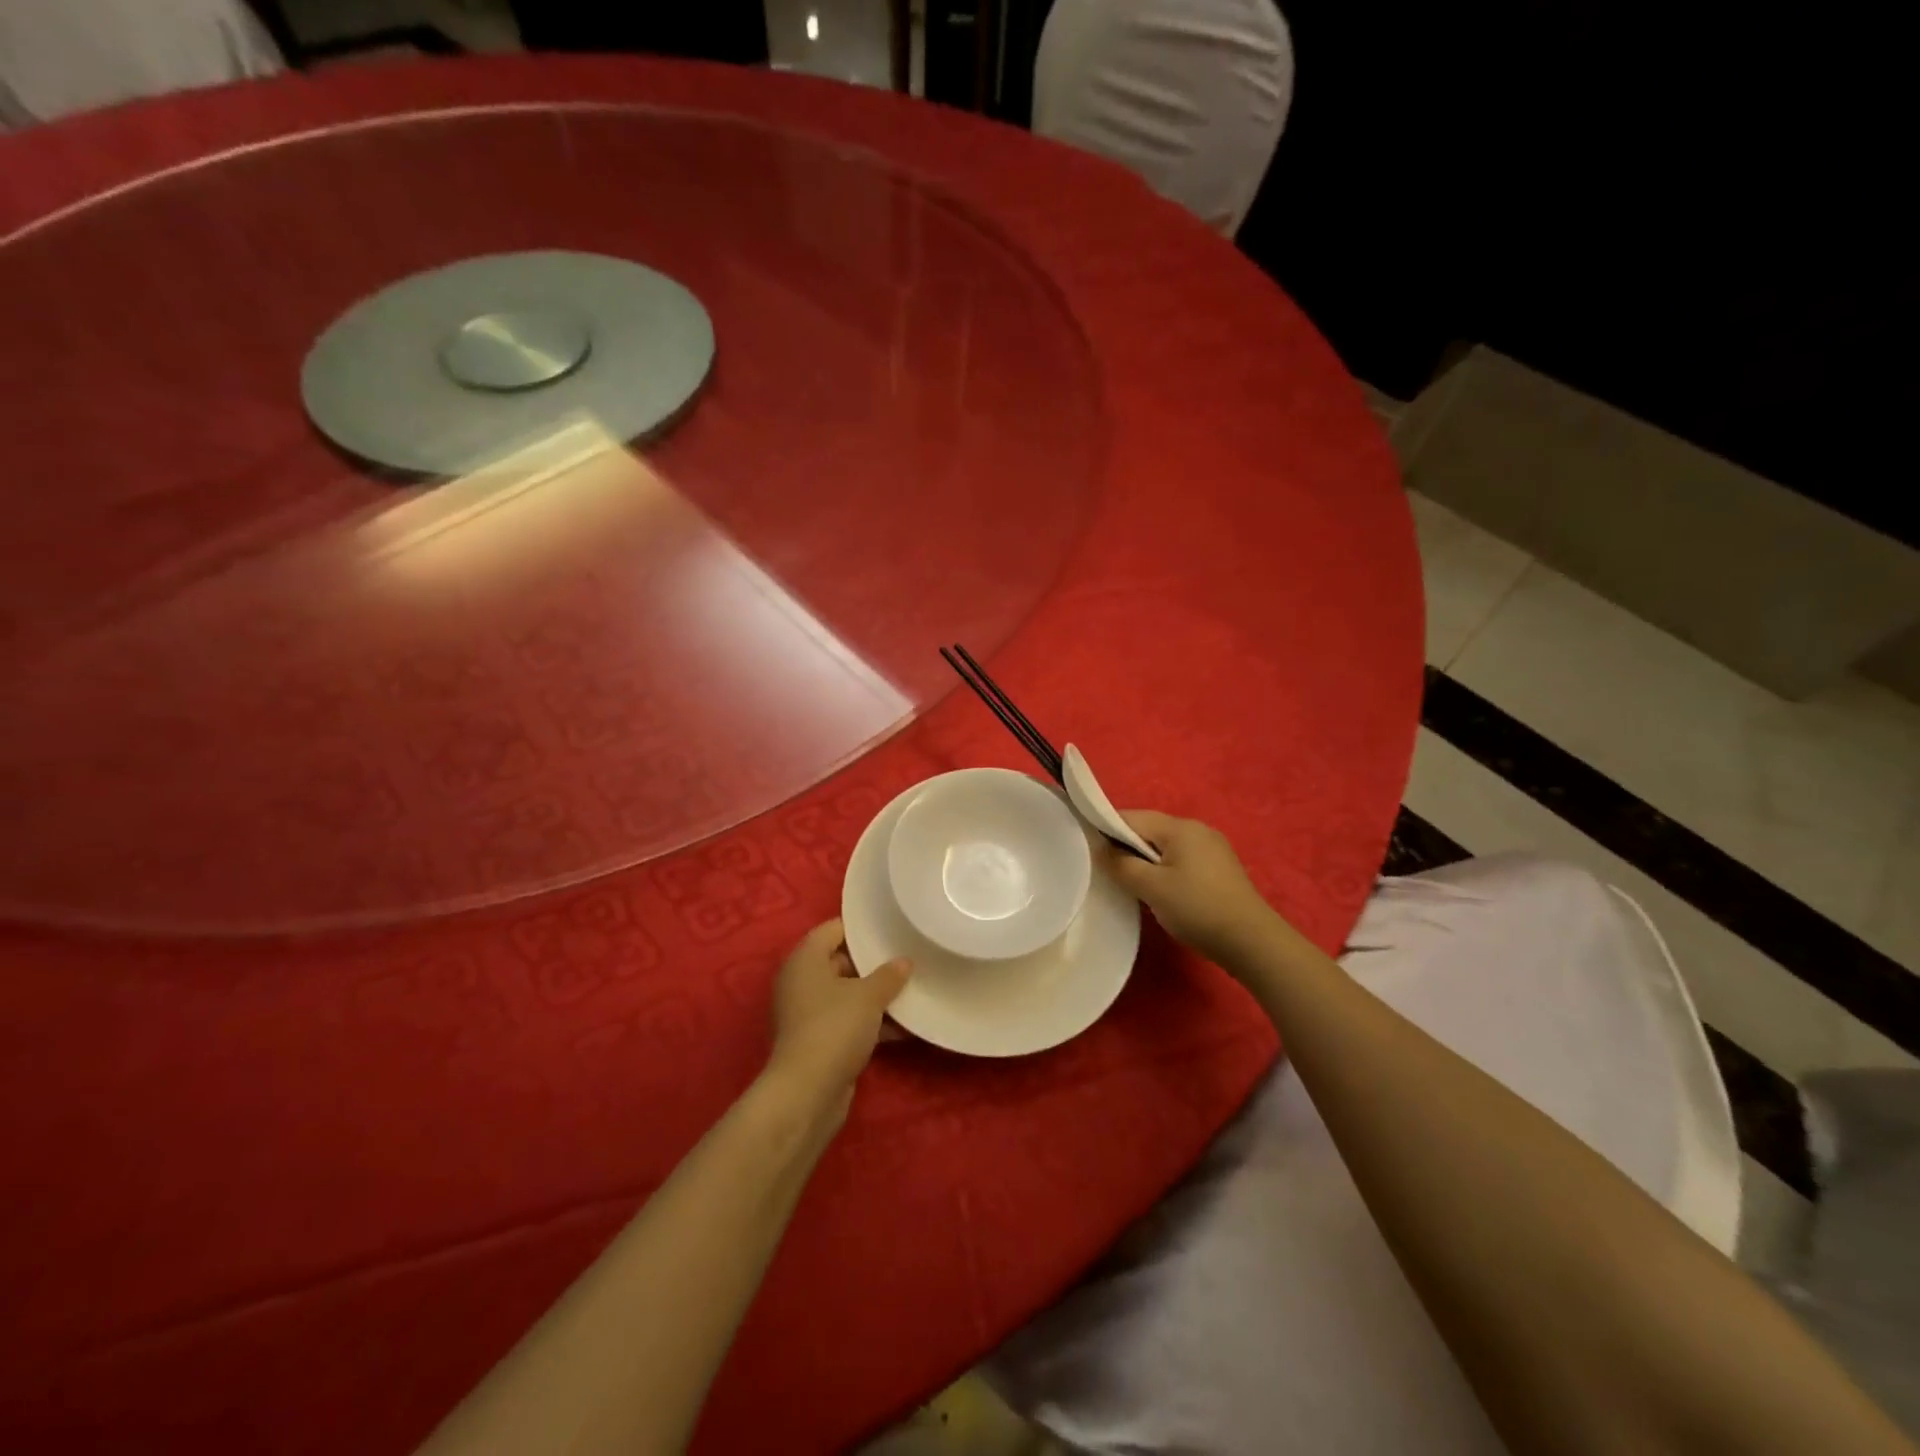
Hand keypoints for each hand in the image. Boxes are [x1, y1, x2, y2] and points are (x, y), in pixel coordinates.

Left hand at [765, 920, 910, 1112]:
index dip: (861, 928)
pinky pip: (848, 1021)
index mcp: (805, 960)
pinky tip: (904, 1027)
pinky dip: (871, 1022)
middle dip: (873, 963)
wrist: (807, 1094)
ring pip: (847, 994)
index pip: (833, 929)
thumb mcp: (868, 996)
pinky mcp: (818, 1041)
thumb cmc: (834, 1028)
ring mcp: (808, 1014)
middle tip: (907, 957)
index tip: (890, 927)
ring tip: (912, 990)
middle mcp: (801, 982)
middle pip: (840, 961)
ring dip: (875, 995)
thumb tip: (904, 961)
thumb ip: (889, 975)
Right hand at [1101, 811, 1278, 966]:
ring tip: (1131, 883)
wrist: (1251, 941)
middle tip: (1107, 871)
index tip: (1088, 848)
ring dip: (1145, 859)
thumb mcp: (1151, 888)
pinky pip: (1181, 859)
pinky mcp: (1219, 868)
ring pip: (1165, 846)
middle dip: (1126, 846)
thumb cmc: (1197, 908)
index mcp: (1180, 827)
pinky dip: (1164, 869)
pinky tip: (1160, 891)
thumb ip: (1121, 864)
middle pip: (1150, 829)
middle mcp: (1197, 829)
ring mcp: (1212, 848)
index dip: (1106, 828)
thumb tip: (1100, 848)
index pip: (1132, 817)